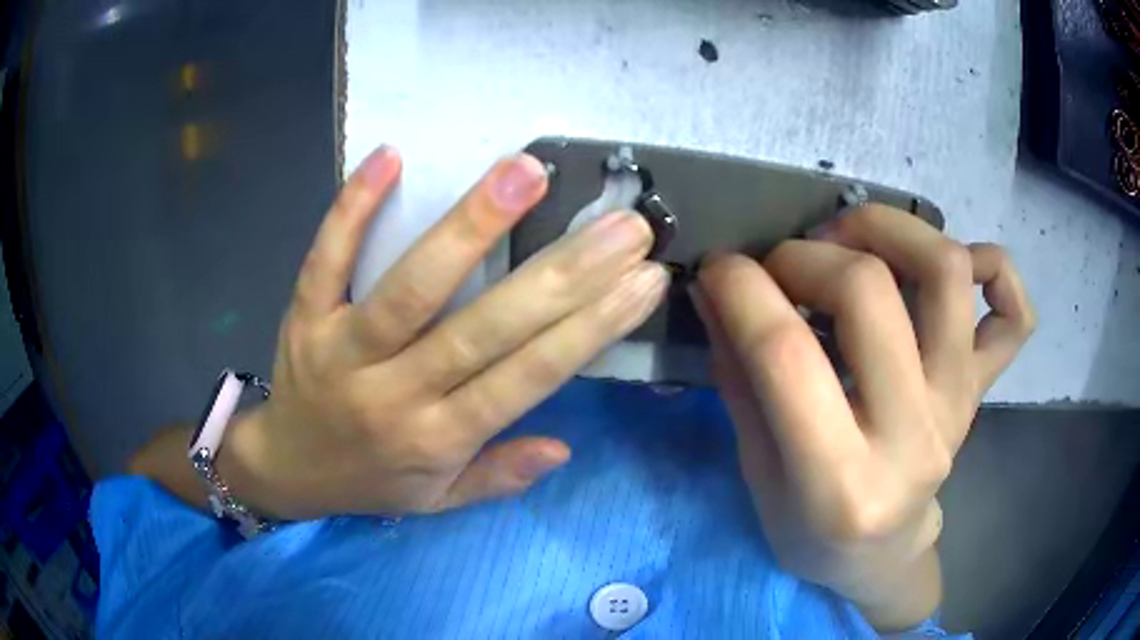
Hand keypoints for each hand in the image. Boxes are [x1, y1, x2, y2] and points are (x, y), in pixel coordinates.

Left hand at [221, 147, 666, 519]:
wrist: (286, 468)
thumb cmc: (368, 480)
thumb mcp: (438, 500)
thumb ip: (498, 477)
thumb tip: (563, 447)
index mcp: (436, 440)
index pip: (527, 378)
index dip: (591, 327)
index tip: (643, 279)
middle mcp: (394, 395)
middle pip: (485, 329)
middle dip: (564, 272)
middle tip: (622, 223)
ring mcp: (342, 350)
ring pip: (410, 287)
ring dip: (470, 226)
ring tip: (525, 172)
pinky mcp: (304, 317)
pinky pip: (326, 258)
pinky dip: (353, 208)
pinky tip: (390, 157)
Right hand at [691, 205, 1034, 630]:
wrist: (881, 557)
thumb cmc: (810, 533)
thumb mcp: (757, 474)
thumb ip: (740, 379)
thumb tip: (717, 290)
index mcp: (838, 483)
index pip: (786, 354)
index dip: (741, 289)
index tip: (716, 268)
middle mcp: (912, 439)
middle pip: (869, 293)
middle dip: (805, 255)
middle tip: (780, 266)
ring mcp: (956, 407)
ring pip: (947, 274)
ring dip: (888, 228)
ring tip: (850, 239)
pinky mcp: (979, 391)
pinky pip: (1015, 315)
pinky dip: (994, 268)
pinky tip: (954, 265)